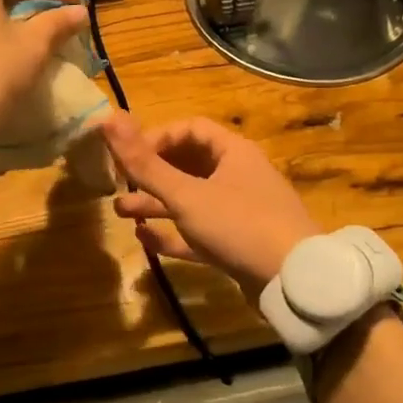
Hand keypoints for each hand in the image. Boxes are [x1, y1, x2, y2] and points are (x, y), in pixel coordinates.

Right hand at [99, 113, 319, 301]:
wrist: (295, 284)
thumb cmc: (239, 225)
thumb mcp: (186, 195)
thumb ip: (145, 163)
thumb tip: (108, 119)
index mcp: (233, 152)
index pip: (190, 130)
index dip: (157, 137)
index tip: (130, 156)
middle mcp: (238, 176)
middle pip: (188, 164)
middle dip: (151, 174)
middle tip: (119, 183)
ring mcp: (240, 212)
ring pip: (190, 200)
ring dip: (156, 204)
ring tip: (120, 212)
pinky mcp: (239, 244)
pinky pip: (199, 231)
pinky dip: (173, 232)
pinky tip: (145, 239)